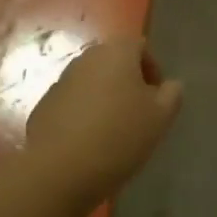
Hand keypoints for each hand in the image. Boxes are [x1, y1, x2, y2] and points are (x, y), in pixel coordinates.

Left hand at [26, 37, 183, 200]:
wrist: (60, 169)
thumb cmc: (119, 136)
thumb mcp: (160, 117)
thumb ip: (172, 94)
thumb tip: (170, 85)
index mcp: (116, 52)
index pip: (140, 46)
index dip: (153, 69)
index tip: (157, 99)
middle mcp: (86, 58)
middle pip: (114, 62)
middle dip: (128, 83)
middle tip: (139, 114)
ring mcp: (61, 81)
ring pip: (92, 82)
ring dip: (105, 98)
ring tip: (114, 131)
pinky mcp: (44, 105)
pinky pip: (73, 102)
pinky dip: (84, 114)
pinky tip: (89, 142)